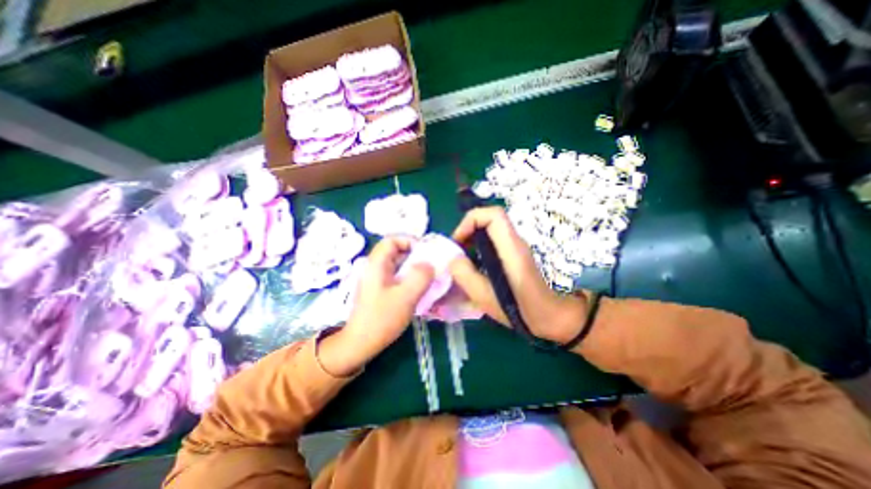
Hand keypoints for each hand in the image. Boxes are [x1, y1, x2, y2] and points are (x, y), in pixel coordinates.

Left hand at [319, 236, 433, 377]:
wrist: (360, 343)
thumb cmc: (381, 319)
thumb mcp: (405, 297)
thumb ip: (420, 277)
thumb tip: (429, 264)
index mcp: (377, 264)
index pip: (392, 240)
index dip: (409, 241)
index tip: (425, 252)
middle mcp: (375, 267)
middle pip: (396, 251)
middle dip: (415, 255)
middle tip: (431, 265)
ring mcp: (377, 279)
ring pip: (397, 264)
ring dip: (413, 268)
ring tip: (428, 277)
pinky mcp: (380, 289)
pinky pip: (397, 276)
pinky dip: (409, 278)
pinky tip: (418, 289)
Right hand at [449, 206, 584, 344]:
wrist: (550, 317)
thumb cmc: (521, 310)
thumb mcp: (486, 297)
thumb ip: (465, 275)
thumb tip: (453, 259)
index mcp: (511, 248)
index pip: (493, 214)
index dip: (471, 221)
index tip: (458, 241)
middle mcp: (514, 242)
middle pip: (489, 219)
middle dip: (467, 230)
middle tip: (455, 252)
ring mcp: (515, 247)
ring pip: (489, 230)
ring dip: (471, 239)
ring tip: (460, 260)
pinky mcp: (514, 255)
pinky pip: (492, 241)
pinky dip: (478, 247)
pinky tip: (472, 267)